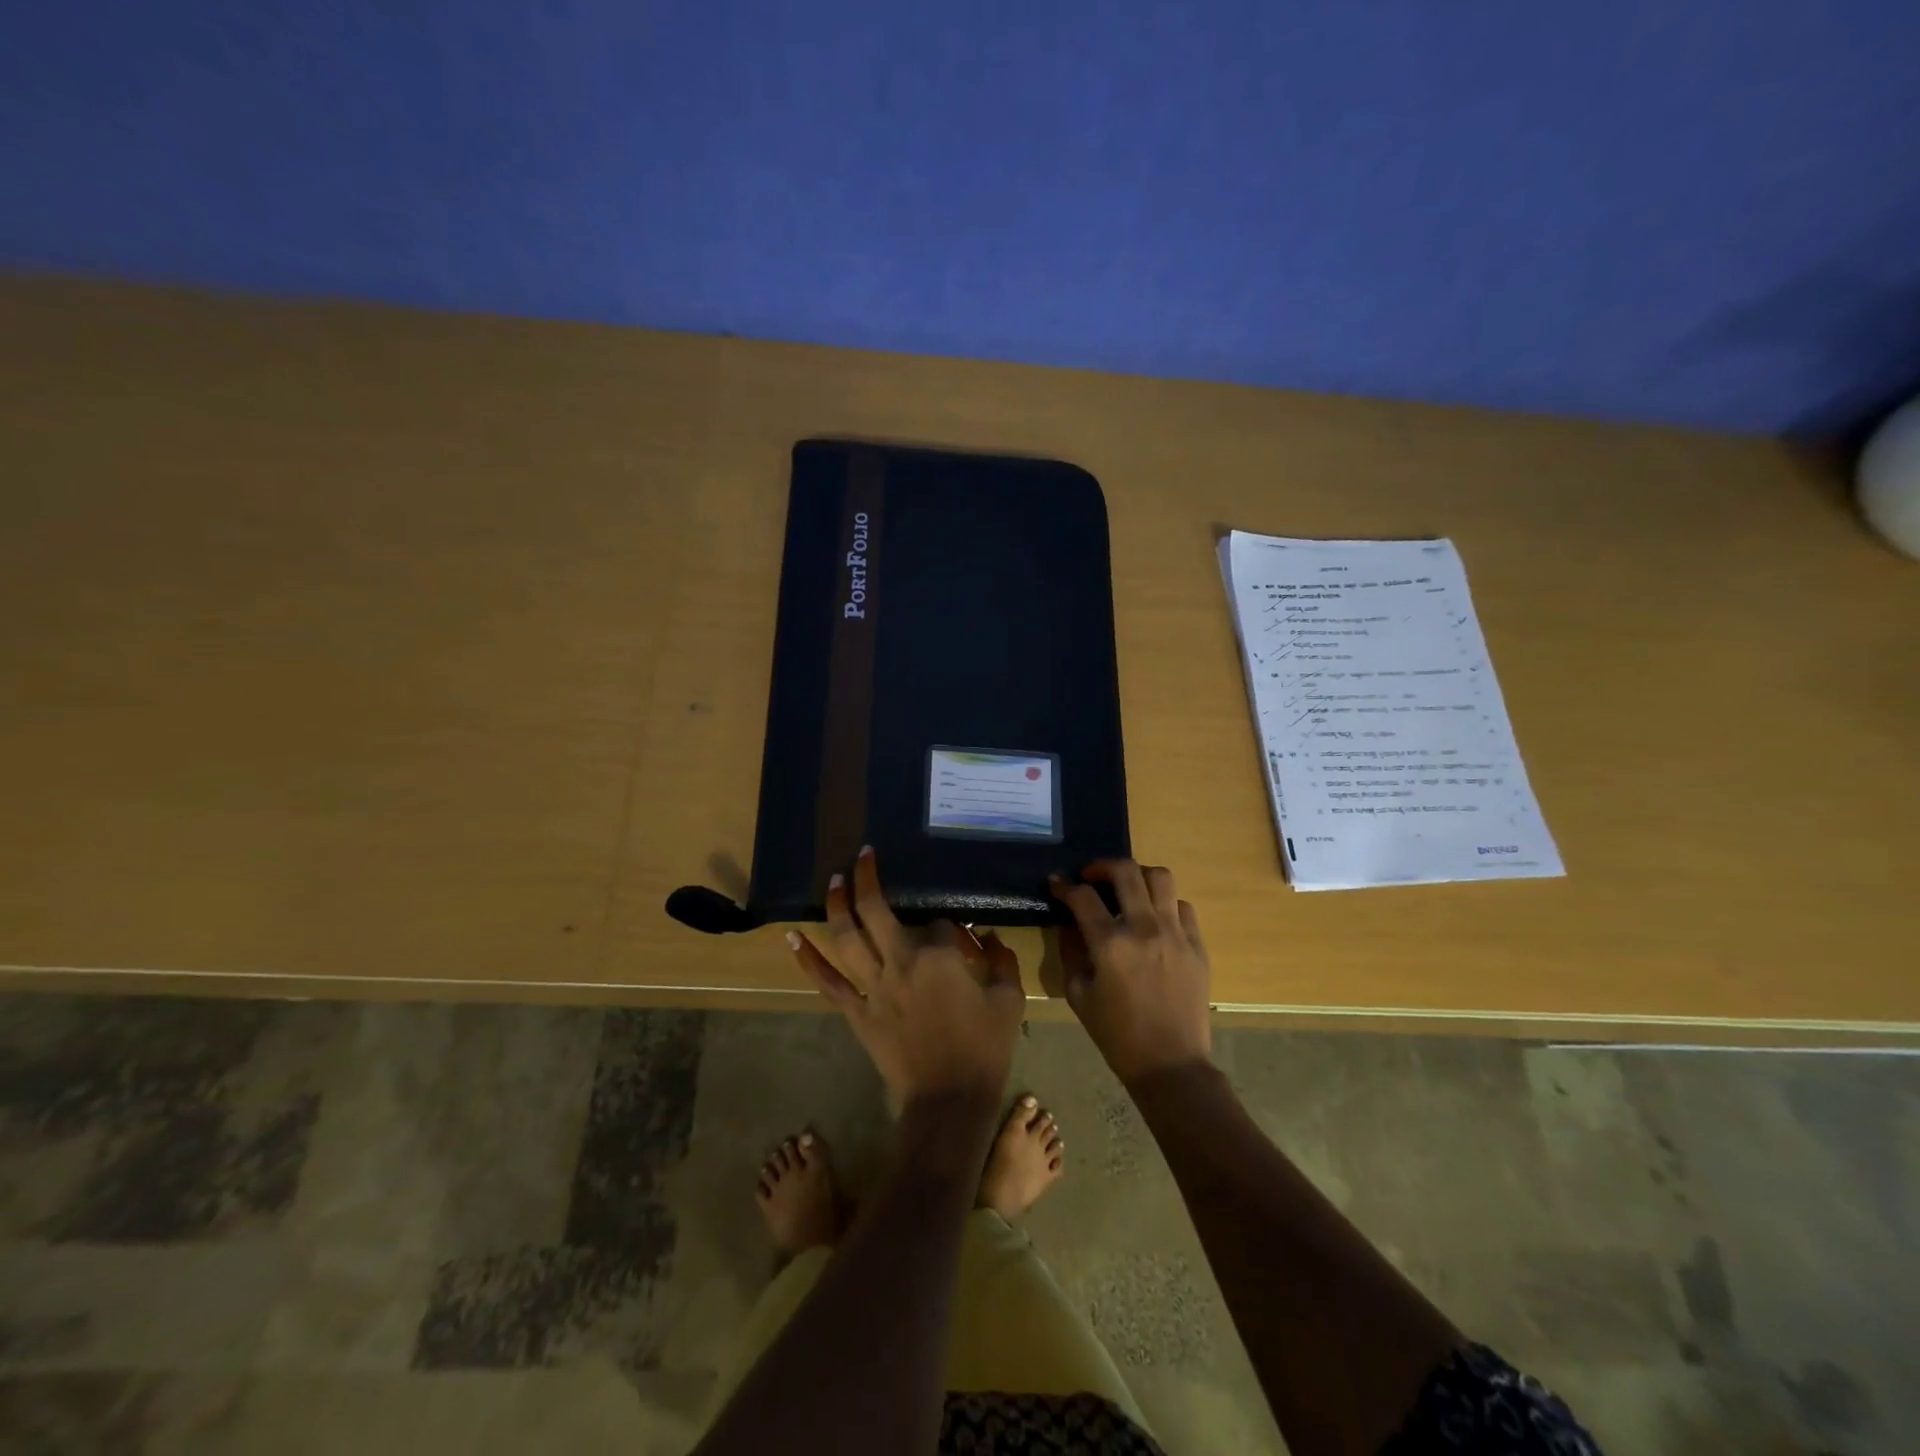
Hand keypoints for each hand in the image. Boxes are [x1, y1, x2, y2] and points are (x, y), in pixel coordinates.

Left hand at [787, 846, 1026, 1107]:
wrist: (949, 1102)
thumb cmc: (984, 1051)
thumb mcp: (1009, 1002)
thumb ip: (1003, 963)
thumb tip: (990, 940)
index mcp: (938, 957)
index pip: (937, 924)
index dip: (948, 928)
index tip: (959, 940)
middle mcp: (900, 962)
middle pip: (877, 910)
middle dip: (868, 879)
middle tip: (863, 855)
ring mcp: (873, 987)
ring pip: (847, 938)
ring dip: (838, 905)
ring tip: (835, 881)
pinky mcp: (857, 1012)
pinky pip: (828, 983)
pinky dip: (809, 959)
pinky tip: (793, 936)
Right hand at [1050, 860, 1211, 1084]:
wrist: (1170, 1064)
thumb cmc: (1117, 1034)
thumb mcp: (1079, 995)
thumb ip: (1071, 953)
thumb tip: (1071, 925)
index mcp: (1110, 944)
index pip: (1083, 897)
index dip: (1065, 886)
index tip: (1057, 884)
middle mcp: (1144, 928)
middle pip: (1125, 871)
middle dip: (1101, 866)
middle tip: (1091, 876)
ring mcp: (1175, 934)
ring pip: (1160, 878)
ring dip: (1138, 876)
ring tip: (1127, 888)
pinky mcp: (1197, 945)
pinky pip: (1183, 906)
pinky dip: (1164, 903)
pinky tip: (1154, 917)